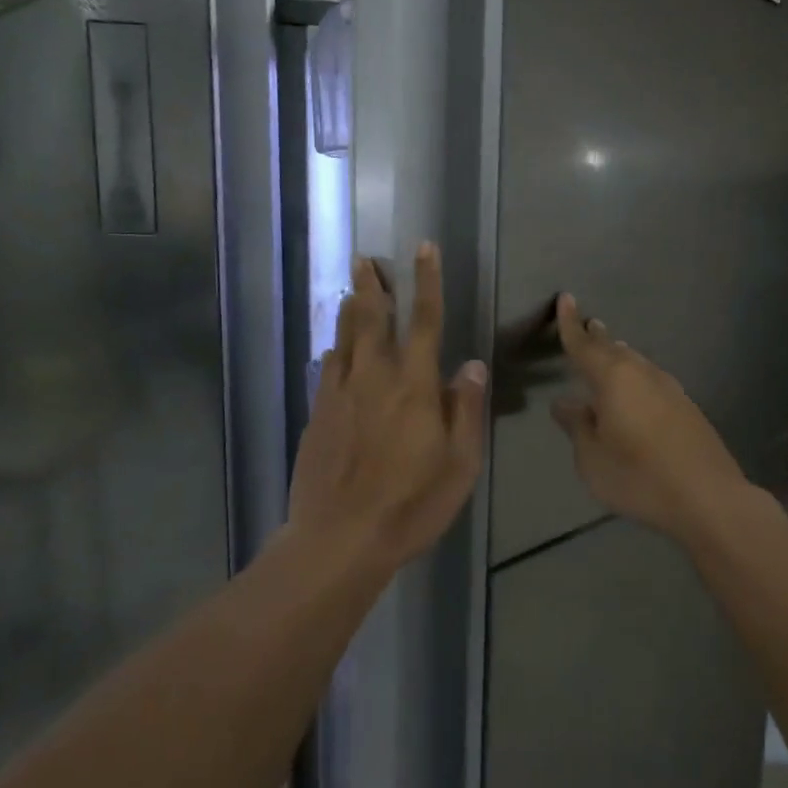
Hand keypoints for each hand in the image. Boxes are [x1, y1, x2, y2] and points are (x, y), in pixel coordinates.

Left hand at [287, 244, 487, 569]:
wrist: (340, 538)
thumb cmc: (411, 505)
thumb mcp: (459, 465)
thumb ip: (465, 410)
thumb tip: (470, 365)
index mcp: (413, 387)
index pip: (424, 322)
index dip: (427, 283)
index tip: (424, 249)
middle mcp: (373, 379)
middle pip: (372, 320)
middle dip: (373, 285)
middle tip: (367, 258)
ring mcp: (339, 396)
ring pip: (344, 340)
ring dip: (350, 309)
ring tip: (351, 286)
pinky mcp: (318, 416)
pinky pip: (327, 369)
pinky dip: (333, 349)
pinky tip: (333, 346)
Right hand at [550, 293, 753, 542]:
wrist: (708, 498)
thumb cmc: (638, 477)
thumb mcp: (592, 458)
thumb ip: (577, 426)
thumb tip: (564, 403)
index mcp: (614, 379)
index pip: (584, 346)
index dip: (571, 325)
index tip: (565, 299)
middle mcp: (643, 374)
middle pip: (615, 349)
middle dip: (598, 338)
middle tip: (587, 326)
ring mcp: (670, 389)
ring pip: (638, 363)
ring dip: (620, 355)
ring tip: (610, 351)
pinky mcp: (687, 408)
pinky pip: (652, 380)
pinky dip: (637, 377)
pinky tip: (636, 390)